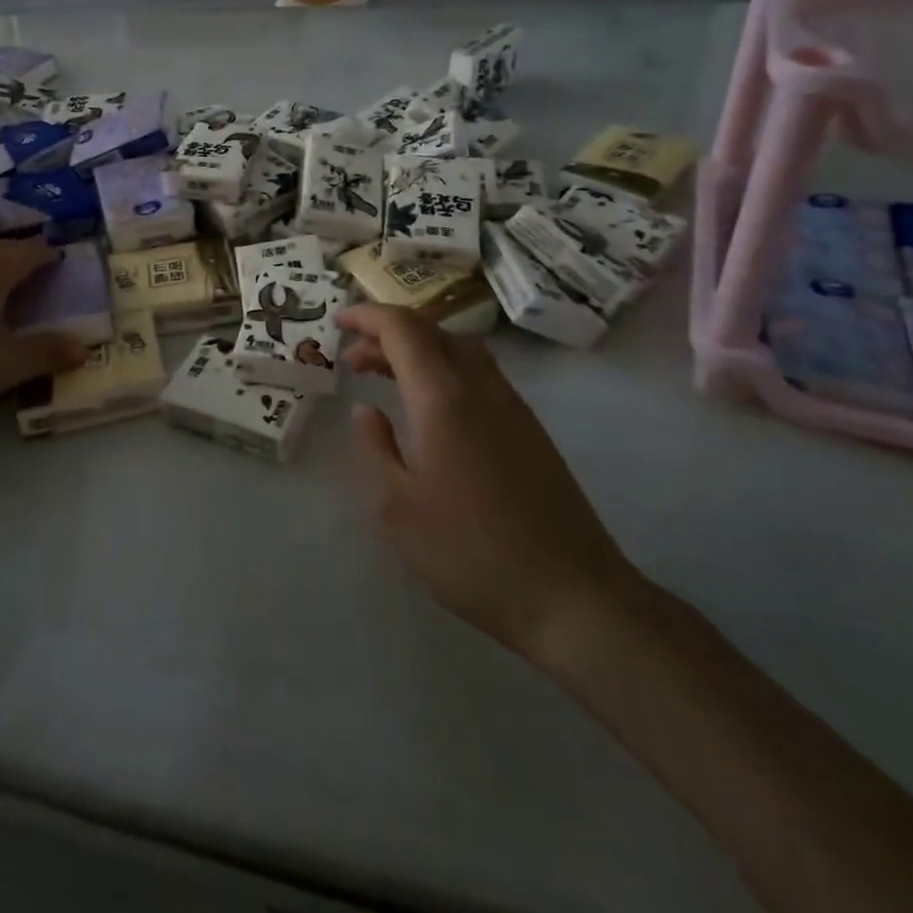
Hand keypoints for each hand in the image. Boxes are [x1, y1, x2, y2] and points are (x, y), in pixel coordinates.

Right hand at [337, 305, 639, 664]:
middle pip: (433, 331)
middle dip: (388, 332)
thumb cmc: (470, 551)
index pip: (402, 329)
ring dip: (419, 348)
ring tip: (387, 376)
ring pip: (460, 349)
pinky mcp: (530, 430)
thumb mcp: (395, 507)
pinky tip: (432, 409)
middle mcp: (480, 387)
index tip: (339, 320)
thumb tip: (367, 411)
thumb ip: (373, 448)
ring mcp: (512, 406)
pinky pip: (479, 374)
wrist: (572, 595)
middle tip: (354, 357)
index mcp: (442, 397)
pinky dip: (444, 369)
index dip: (368, 316)